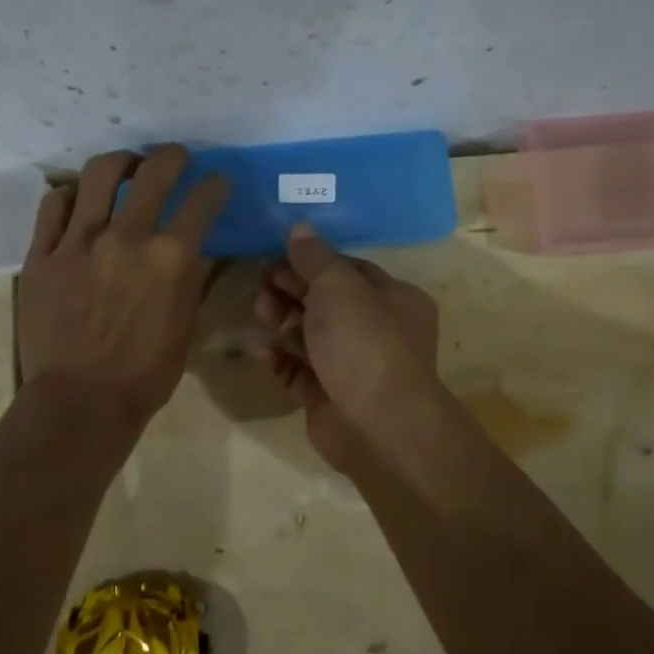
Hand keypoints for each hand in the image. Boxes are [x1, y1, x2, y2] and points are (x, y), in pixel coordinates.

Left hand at [19, 146, 227, 426]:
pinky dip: (71, 194)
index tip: (216, 183)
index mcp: (170, 257)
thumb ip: (194, 278)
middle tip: (175, 158)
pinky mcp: (43, 253)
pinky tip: (80, 200)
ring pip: (99, 174)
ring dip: (120, 162)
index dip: (215, 186)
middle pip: (154, 171)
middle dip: (173, 156)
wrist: (80, 401)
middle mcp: (127, 236)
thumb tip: (199, 248)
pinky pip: (55, 204)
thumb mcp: (186, 325)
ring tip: (126, 168)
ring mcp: (79, 241)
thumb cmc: (145, 373)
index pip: (202, 200)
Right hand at [254, 224, 439, 476]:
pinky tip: (262, 354)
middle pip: (325, 301)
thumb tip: (300, 228)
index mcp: (394, 298)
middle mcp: (378, 329)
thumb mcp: (338, 286)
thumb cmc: (364, 342)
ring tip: (259, 315)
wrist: (376, 425)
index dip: (311, 262)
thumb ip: (315, 257)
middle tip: (260, 286)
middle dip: (291, 291)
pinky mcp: (329, 393)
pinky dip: (280, 359)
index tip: (276, 257)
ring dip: (281, 322)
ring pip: (310, 334)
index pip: (348, 269)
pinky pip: (300, 369)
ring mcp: (353, 364)